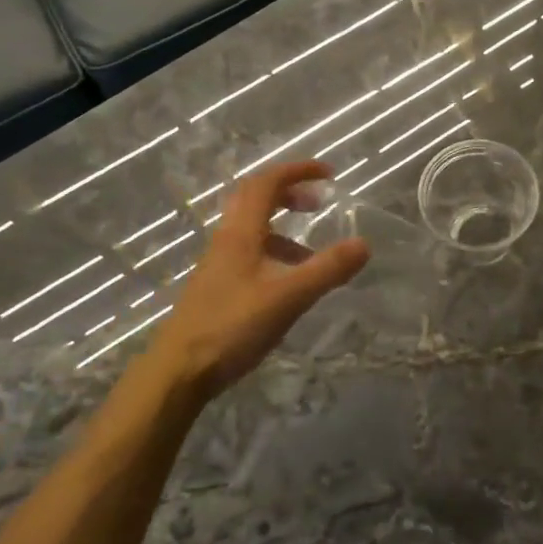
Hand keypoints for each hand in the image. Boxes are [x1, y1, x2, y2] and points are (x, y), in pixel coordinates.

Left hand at [141, 161, 367, 404]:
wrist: (178, 372)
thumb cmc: (232, 326)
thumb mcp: (289, 297)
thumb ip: (327, 269)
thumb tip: (364, 243)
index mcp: (241, 232)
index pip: (267, 183)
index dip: (297, 171)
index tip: (328, 174)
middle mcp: (226, 240)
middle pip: (255, 199)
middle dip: (289, 193)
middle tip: (318, 203)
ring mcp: (218, 265)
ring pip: (252, 230)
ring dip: (283, 228)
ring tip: (311, 254)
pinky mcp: (216, 288)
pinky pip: (249, 255)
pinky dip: (274, 255)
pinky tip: (288, 286)